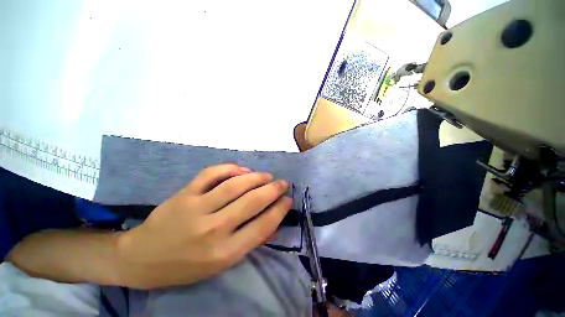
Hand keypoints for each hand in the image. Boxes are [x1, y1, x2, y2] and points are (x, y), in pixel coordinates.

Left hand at [117, 164, 291, 288]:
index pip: (262, 226)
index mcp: (224, 253)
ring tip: (267, 176)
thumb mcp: (221, 264)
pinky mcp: (184, 194)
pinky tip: (242, 170)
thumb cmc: (186, 266)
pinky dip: (231, 168)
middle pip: (252, 201)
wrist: (142, 258)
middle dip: (273, 189)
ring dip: (257, 177)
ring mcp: (196, 208)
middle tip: (283, 183)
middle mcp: (213, 230)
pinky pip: (212, 173)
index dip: (279, 210)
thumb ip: (248, 240)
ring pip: (235, 184)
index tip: (288, 200)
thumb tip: (272, 219)